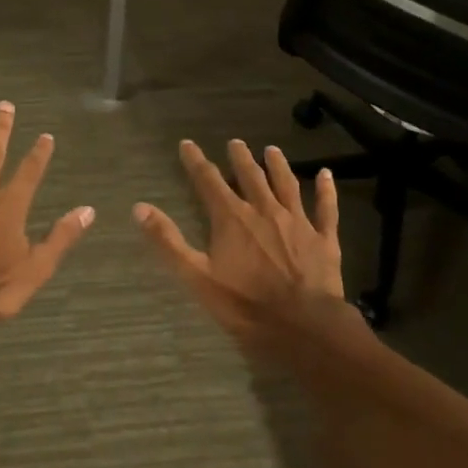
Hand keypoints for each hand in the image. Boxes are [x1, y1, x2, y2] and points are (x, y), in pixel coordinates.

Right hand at [135, 139, 347, 346]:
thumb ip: (168, 241)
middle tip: (235, 142)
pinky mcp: (323, 238)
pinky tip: (327, 174)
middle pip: (250, 176)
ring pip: (286, 185)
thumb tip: (139, 208)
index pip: (208, 181)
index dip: (196, 161)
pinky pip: (326, 208)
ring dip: (278, 166)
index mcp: (232, 218)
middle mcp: (264, 210)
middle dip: (240, 158)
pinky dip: (326, 189)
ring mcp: (297, 222)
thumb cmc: (245, 304)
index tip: (187, 144)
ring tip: (272, 150)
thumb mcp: (197, 276)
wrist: (303, 325)